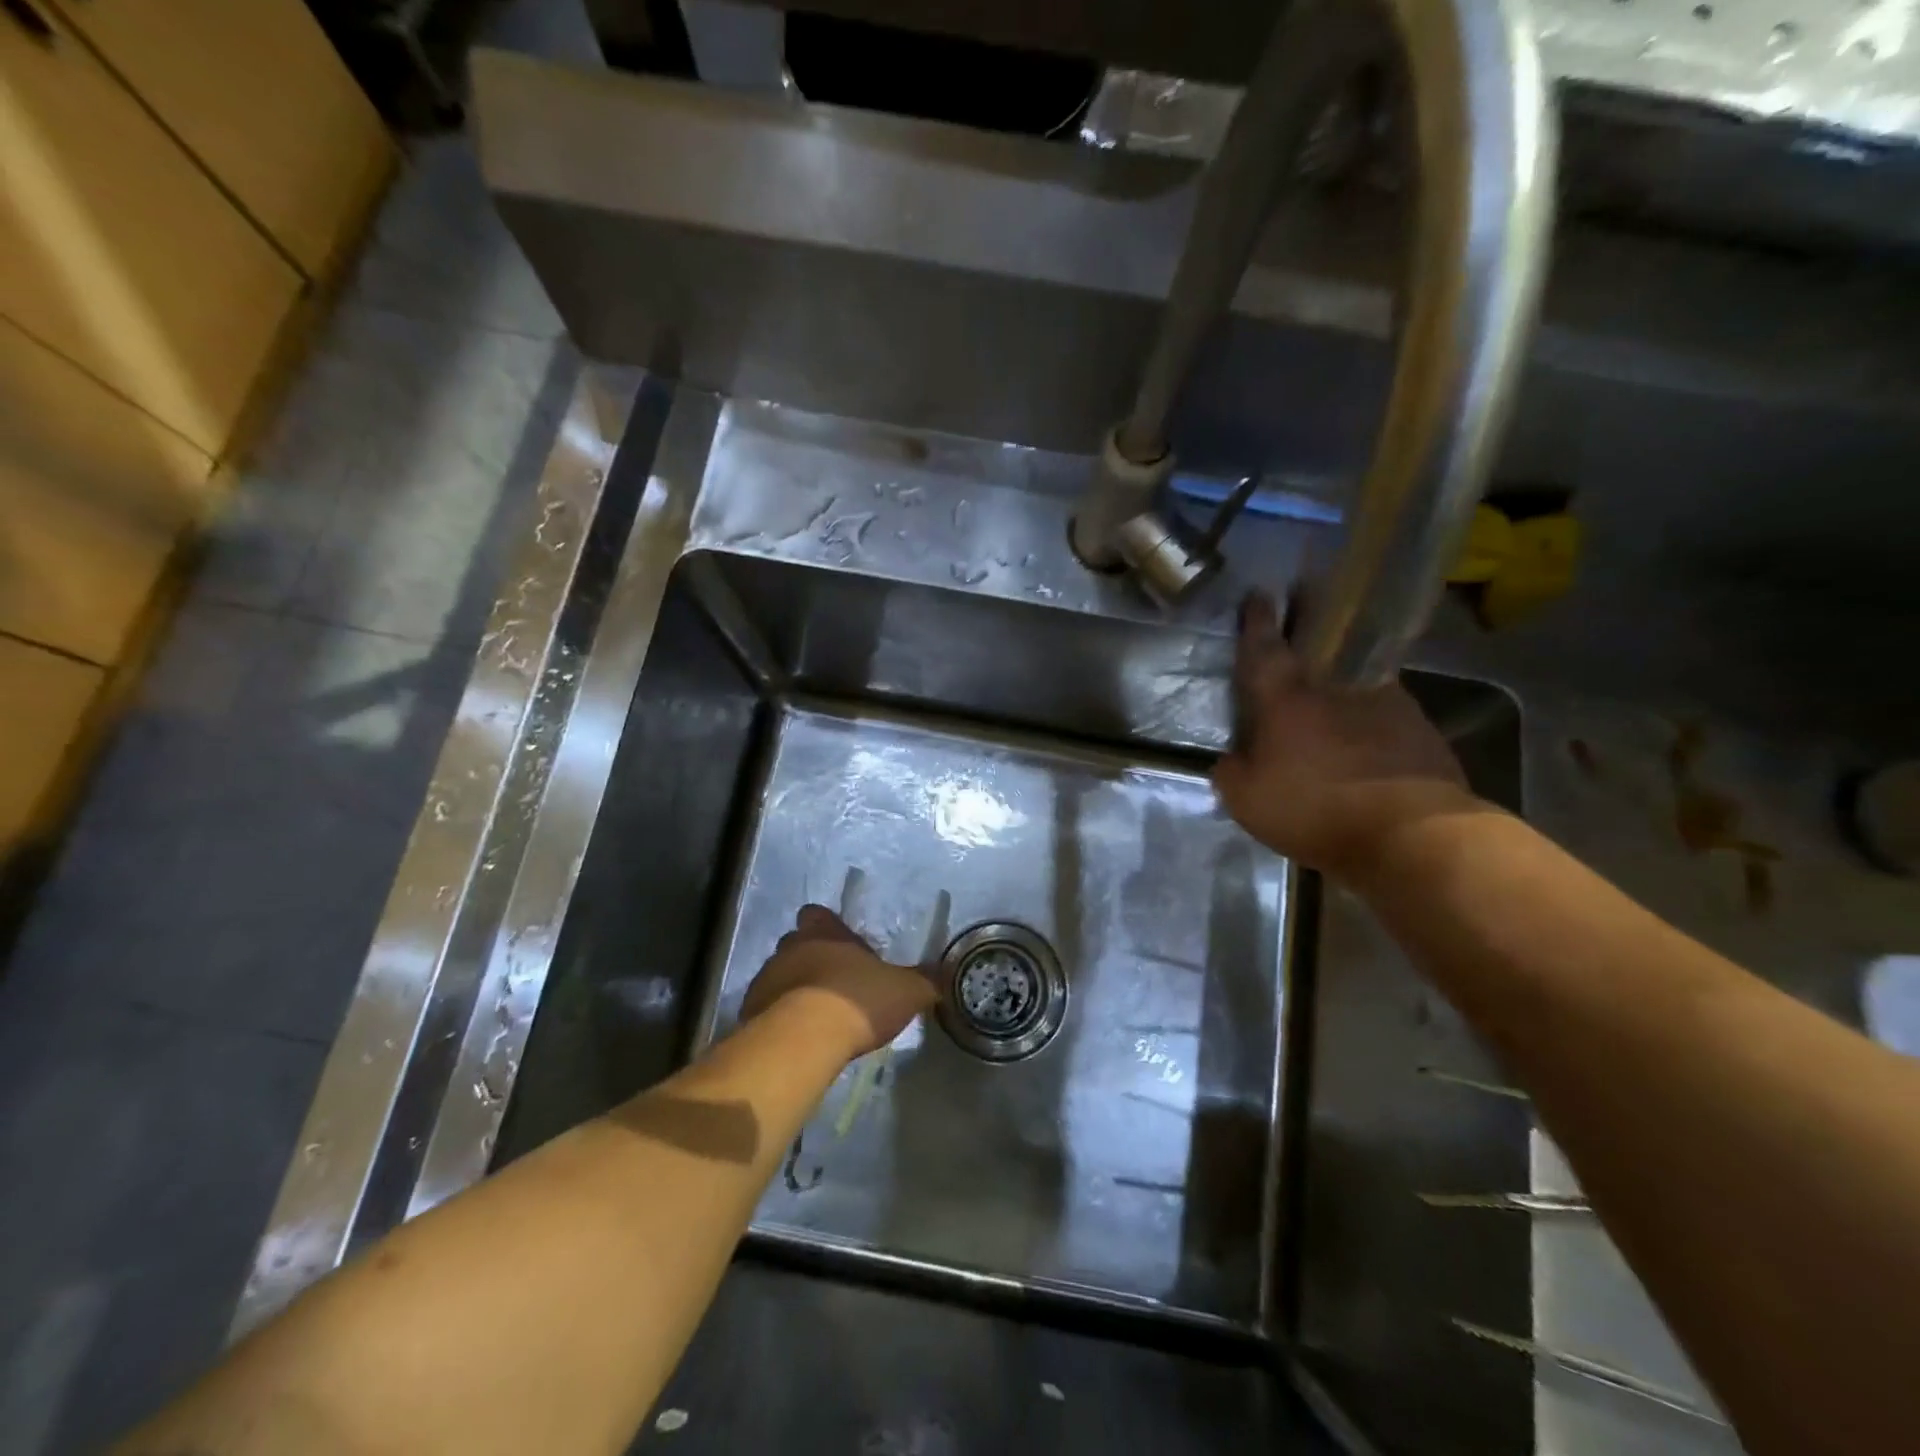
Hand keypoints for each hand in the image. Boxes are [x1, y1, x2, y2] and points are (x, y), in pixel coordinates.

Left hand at [740, 906, 937, 1057]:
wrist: (804, 1041)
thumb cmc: (857, 1000)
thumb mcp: (905, 990)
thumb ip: (924, 981)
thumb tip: (943, 975)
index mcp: (825, 932)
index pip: (817, 914)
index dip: (827, 927)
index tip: (841, 944)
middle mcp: (791, 947)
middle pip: (796, 944)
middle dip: (812, 959)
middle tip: (834, 983)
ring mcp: (766, 979)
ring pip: (780, 976)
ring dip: (795, 990)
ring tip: (817, 1017)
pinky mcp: (750, 1012)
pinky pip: (767, 1009)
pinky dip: (780, 1019)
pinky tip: (800, 1039)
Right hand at [1212, 592, 1479, 876]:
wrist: (1412, 833)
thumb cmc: (1315, 809)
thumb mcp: (1248, 801)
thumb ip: (1232, 773)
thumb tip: (1232, 759)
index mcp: (1286, 699)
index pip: (1264, 648)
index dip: (1257, 621)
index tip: (1258, 595)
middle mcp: (1336, 687)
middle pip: (1319, 645)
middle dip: (1308, 623)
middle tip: (1304, 606)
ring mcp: (1386, 702)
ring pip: (1355, 678)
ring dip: (1343, 676)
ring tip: (1336, 690)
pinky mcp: (1421, 727)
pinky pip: (1386, 711)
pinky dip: (1373, 717)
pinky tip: (1369, 738)